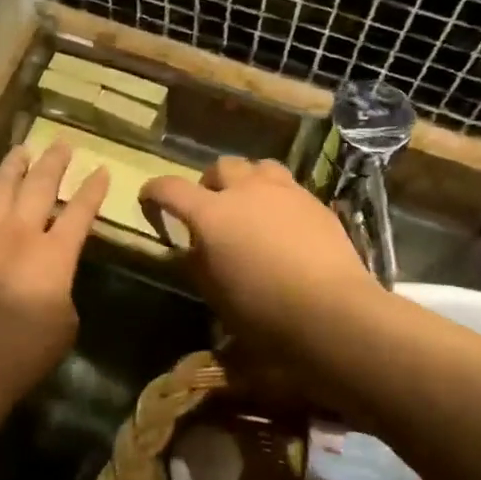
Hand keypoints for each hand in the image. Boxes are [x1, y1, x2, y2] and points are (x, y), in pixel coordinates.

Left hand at [0, 142, 106, 401]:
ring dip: (14, 165)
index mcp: (55, 255)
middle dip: (55, 162)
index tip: (101, 170)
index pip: (80, 213)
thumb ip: (62, 289)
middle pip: (40, 186)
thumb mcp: (65, 324)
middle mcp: (19, 233)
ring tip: (23, 150)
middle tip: (62, 145)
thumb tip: (52, 277)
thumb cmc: (24, 353)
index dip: (93, 190)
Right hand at [139, 158, 382, 353]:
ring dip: (246, 182)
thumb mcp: (215, 294)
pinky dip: (277, 198)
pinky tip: (283, 226)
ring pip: (258, 167)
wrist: (331, 312)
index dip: (154, 192)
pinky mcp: (316, 203)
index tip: (149, 200)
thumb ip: (199, 262)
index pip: (170, 188)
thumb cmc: (263, 312)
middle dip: (209, 184)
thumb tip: (196, 247)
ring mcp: (286, 192)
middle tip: (210, 210)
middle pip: (221, 167)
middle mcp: (246, 191)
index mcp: (212, 214)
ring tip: (249, 208)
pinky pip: (289, 187)